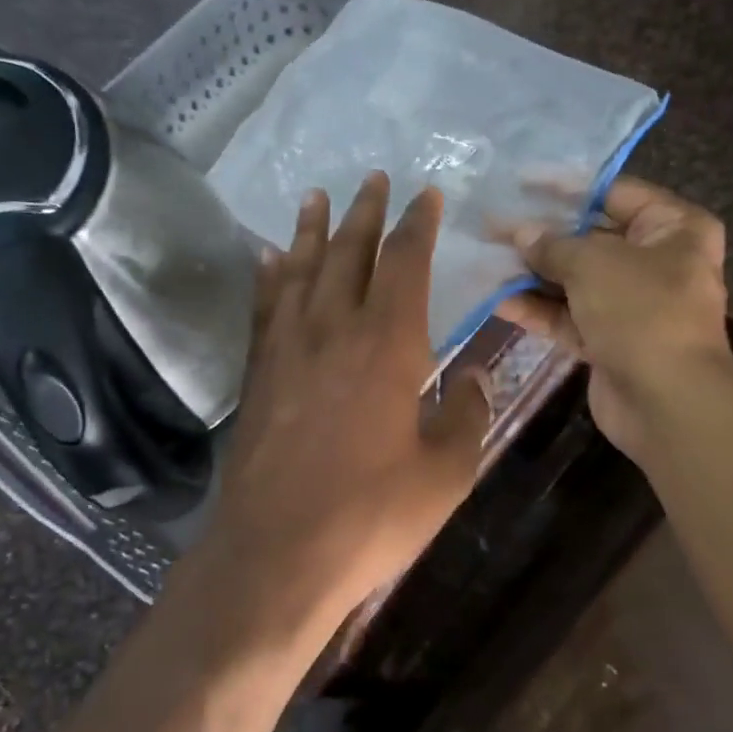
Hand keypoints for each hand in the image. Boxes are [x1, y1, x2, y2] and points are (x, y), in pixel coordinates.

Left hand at [194, 173, 490, 646]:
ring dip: (313, 231)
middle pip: (349, 254)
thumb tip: (474, 377)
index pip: (405, 264)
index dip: (417, 226)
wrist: (278, 553)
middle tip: (373, 178)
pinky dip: (271, 277)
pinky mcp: (258, 375)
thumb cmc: (371, 516)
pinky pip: (265, 308)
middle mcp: (333, 330)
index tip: (426, 195)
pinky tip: (270, 258)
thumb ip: (465, 415)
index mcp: (387, 345)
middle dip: (365, 213)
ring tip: (317, 196)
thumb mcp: (445, 473)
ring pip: (301, 271)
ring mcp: (287, 350)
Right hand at [494, 176, 732, 462]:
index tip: (520, 181)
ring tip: (485, 260)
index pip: (614, 193)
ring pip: (574, 280)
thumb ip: (553, 245)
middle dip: (541, 235)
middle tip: (492, 225)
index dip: (565, 187)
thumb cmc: (642, 312)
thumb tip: (520, 233)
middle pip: (590, 238)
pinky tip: (497, 300)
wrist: (666, 403)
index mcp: (673, 228)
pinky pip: (569, 316)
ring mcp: (632, 304)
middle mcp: (656, 261)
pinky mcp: (609, 339)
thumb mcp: (594, 264)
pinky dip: (538, 309)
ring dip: (532, 274)